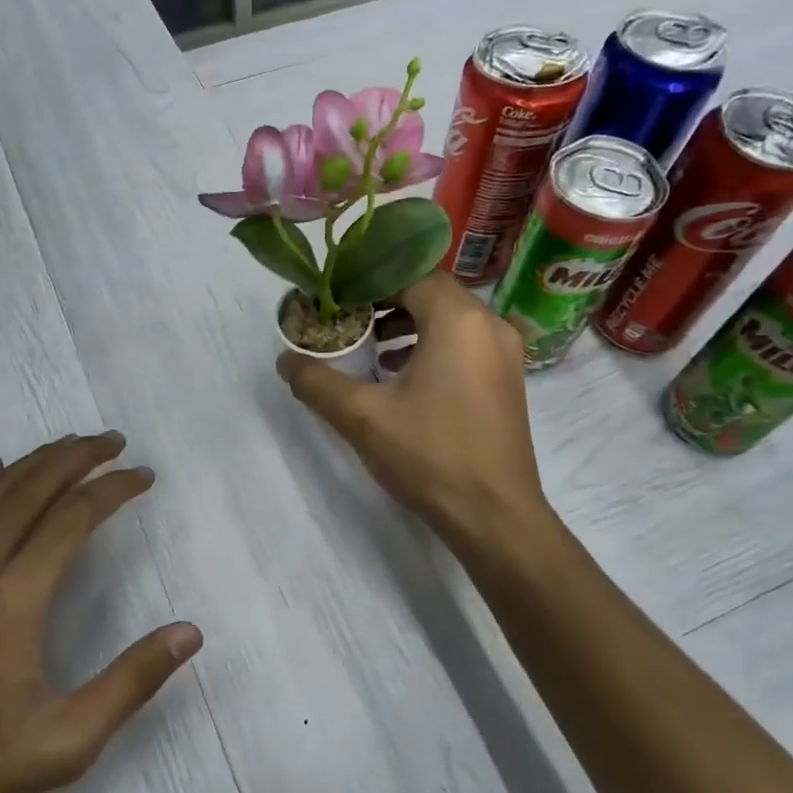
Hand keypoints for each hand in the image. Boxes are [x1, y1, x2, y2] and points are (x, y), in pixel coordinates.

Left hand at [0, 433, 202, 792]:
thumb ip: (131, 682)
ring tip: (69, 446)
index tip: (145, 475)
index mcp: (16, 593)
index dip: (114, 487)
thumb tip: (191, 633)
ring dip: (35, 462)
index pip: (75, 515)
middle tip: (114, 441)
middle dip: (78, 456)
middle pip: (33, 486)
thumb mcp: (65, 741)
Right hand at [278, 273, 545, 544]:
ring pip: (448, 319)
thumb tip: (285, 361)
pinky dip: (431, 346)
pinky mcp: (507, 379)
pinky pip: (464, 343)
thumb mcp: (362, 417)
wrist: (495, 516)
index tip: (334, 300)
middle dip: (385, 303)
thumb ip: (317, 382)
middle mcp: (489, 324)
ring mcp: (505, 353)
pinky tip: (401, 376)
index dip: (367, 282)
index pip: (408, 275)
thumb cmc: (430, 456)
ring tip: (369, 348)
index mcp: (458, 319)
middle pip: (429, 293)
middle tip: (346, 320)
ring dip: (408, 325)